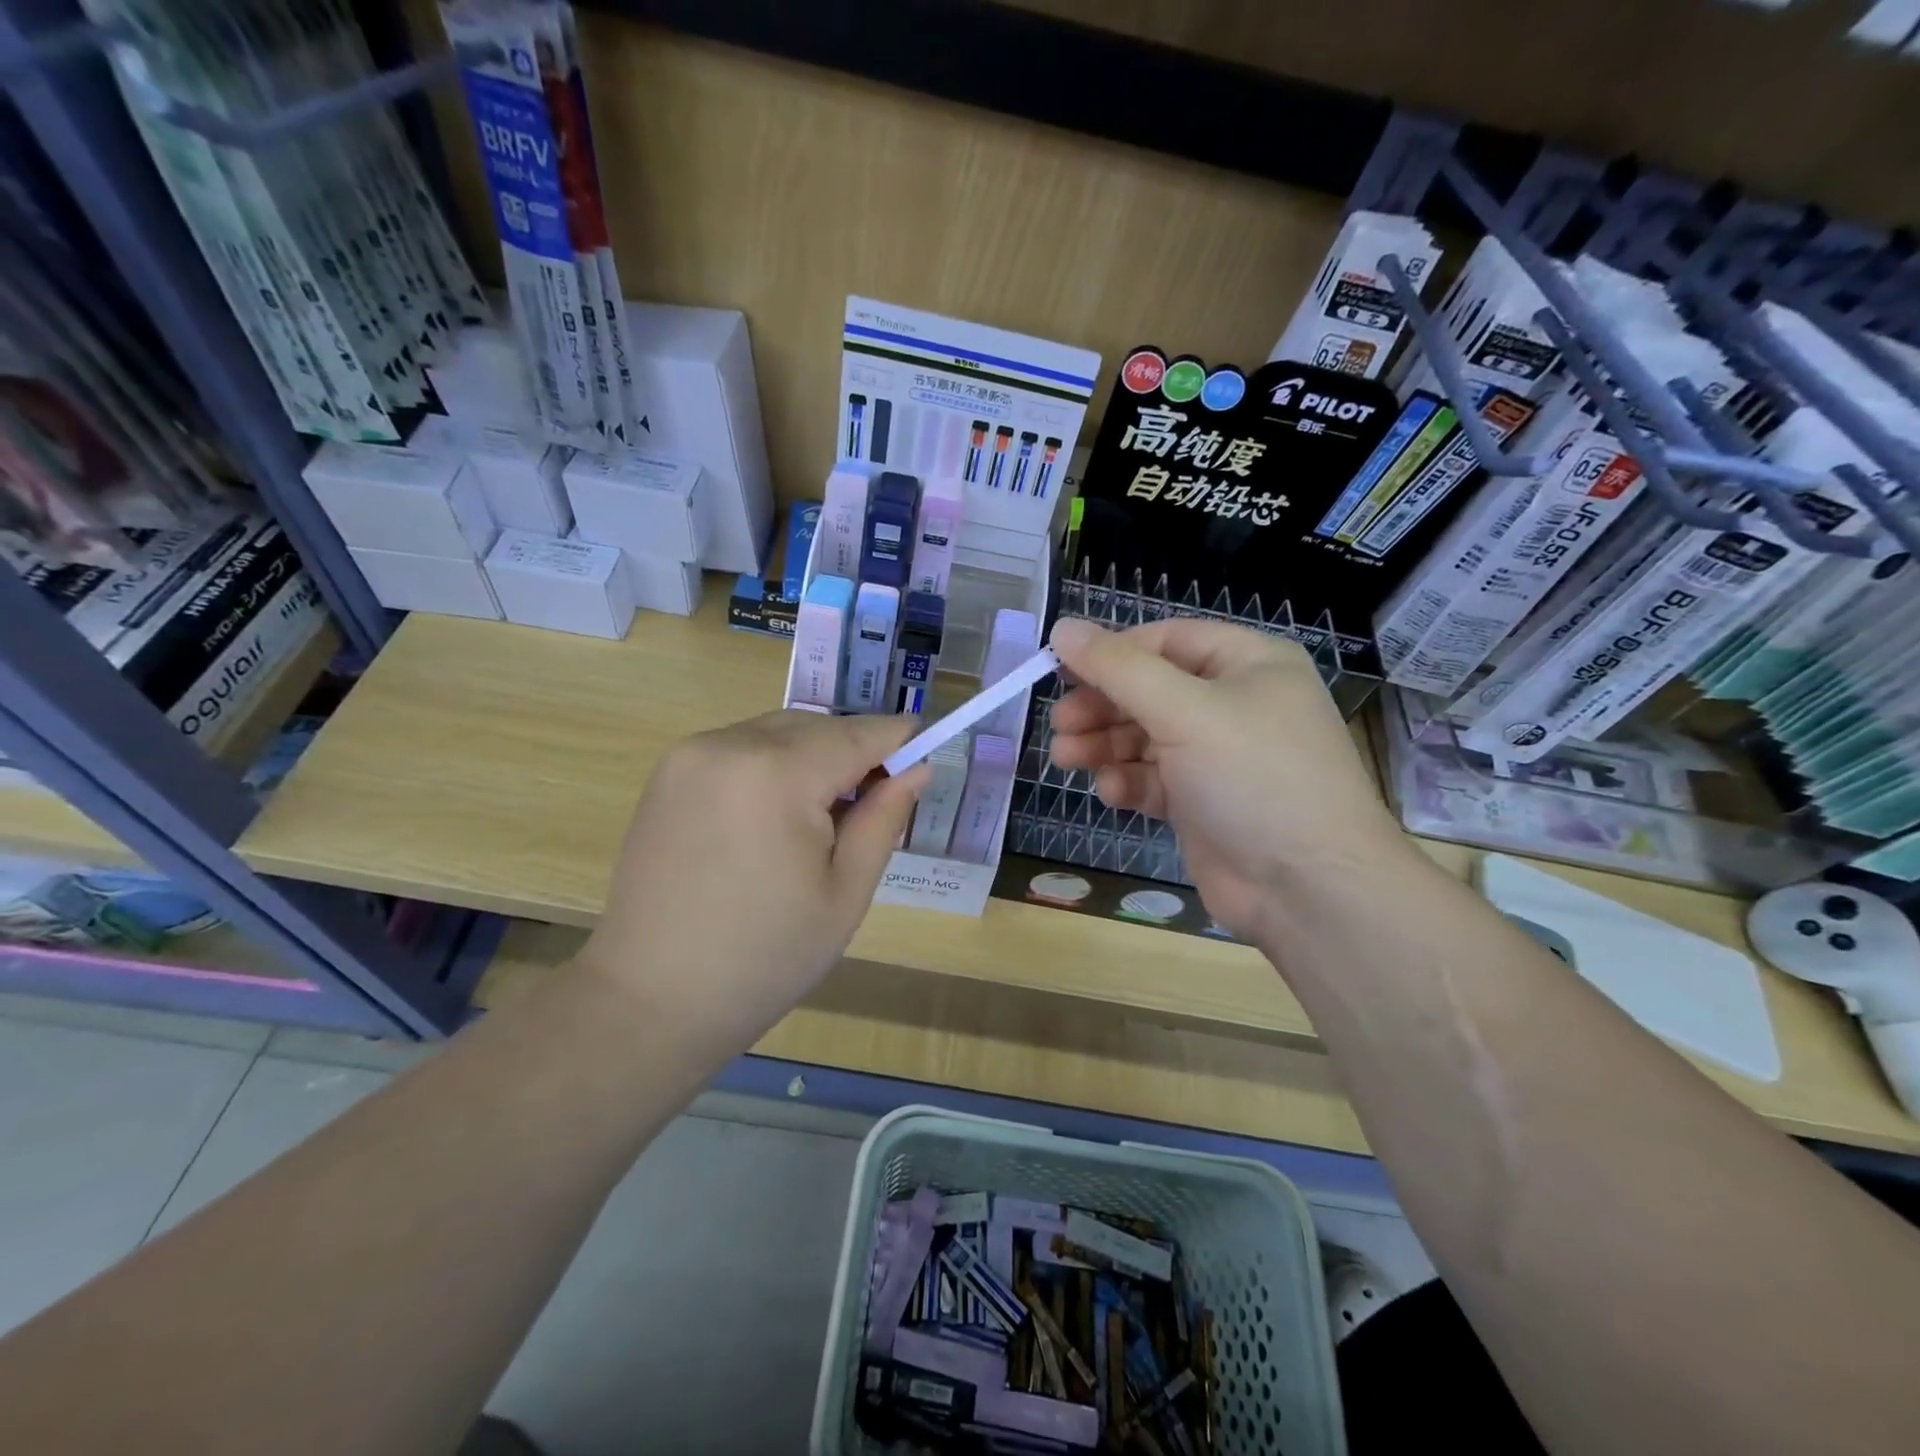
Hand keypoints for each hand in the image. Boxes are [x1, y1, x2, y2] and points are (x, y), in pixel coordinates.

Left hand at [579, 711, 925, 1053]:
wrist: (650, 999)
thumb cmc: (765, 957)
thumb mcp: (845, 893)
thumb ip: (884, 819)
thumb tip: (917, 768)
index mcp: (777, 774)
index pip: (856, 734)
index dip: (896, 738)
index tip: (925, 745)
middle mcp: (729, 745)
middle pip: (815, 727)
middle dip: (853, 751)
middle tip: (874, 801)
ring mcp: (689, 755)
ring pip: (777, 732)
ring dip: (811, 757)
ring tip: (822, 817)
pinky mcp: (667, 774)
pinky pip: (740, 748)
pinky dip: (772, 764)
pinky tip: (773, 816)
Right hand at [1048, 617, 1407, 941]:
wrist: (1309, 888)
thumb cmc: (1253, 778)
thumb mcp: (1184, 711)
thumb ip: (1118, 669)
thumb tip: (1062, 627)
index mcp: (1249, 664)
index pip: (1166, 640)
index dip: (1112, 653)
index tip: (1060, 670)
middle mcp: (1236, 704)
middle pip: (1150, 690)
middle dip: (1102, 706)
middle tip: (1059, 724)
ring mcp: (1219, 757)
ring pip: (1146, 737)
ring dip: (1104, 745)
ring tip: (1065, 758)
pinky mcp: (1203, 803)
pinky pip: (1155, 779)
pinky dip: (1129, 782)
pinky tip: (1111, 792)